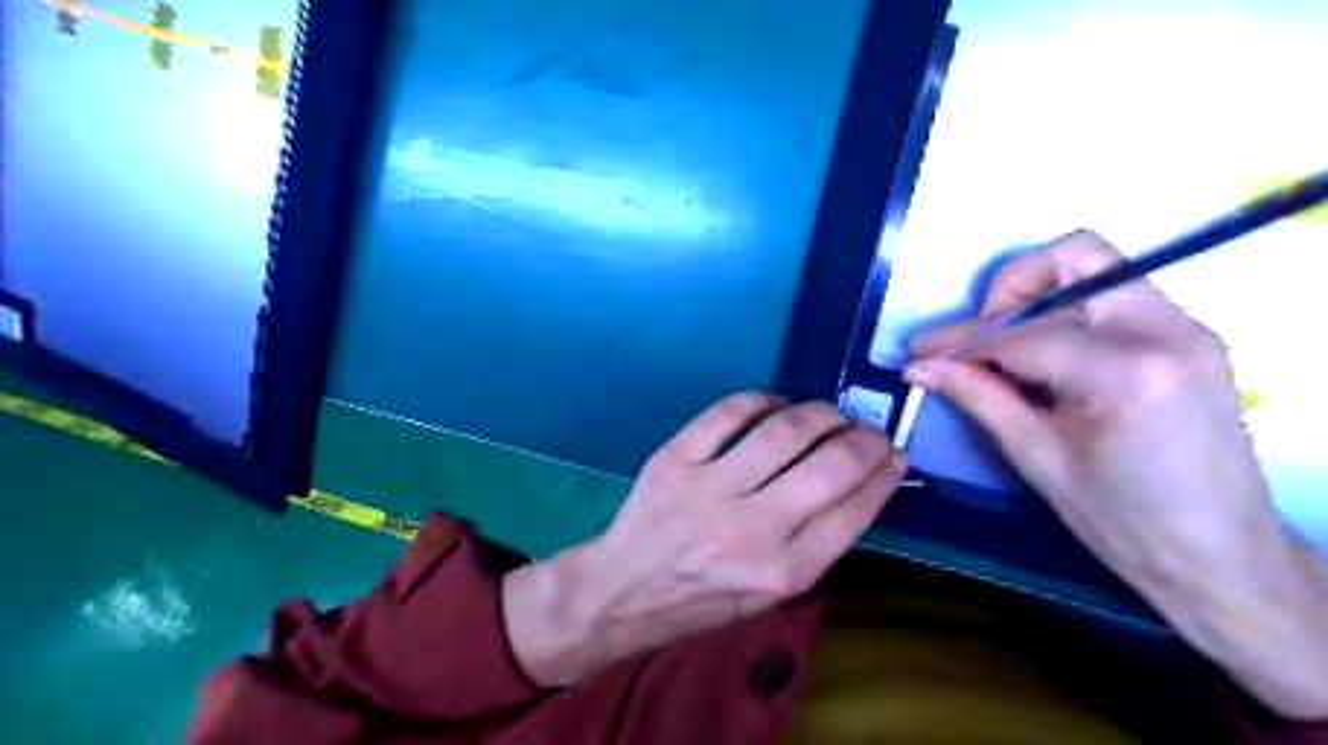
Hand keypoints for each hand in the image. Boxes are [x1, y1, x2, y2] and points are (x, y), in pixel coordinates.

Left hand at [505, 395, 908, 686]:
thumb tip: (860, 485)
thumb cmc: (704, 599)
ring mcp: (708, 490)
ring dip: (819, 413)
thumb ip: (815, 544)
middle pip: (830, 466)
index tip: (895, 454)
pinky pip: (727, 413)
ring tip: (829, 414)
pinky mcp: (674, 460)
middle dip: (863, 439)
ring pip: (783, 432)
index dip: (884, 474)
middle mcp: (752, 530)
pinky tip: (774, 405)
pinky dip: (760, 400)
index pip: (854, 510)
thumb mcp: (771, 595)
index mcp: (783, 573)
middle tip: (868, 430)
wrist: (624, 592)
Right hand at [910, 230, 1327, 719]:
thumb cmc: (1124, 523)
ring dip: (1038, 300)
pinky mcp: (1187, 338)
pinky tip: (1045, 364)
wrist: (1221, 558)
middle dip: (1009, 291)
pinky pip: (1112, 299)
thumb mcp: (1037, 458)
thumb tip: (921, 366)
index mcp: (1127, 370)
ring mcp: (1185, 328)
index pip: (1021, 332)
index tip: (919, 352)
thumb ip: (978, 397)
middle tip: (981, 340)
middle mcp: (1166, 329)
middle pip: (1075, 257)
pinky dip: (1066, 317)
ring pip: (1095, 270)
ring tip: (1008, 353)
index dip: (960, 341)